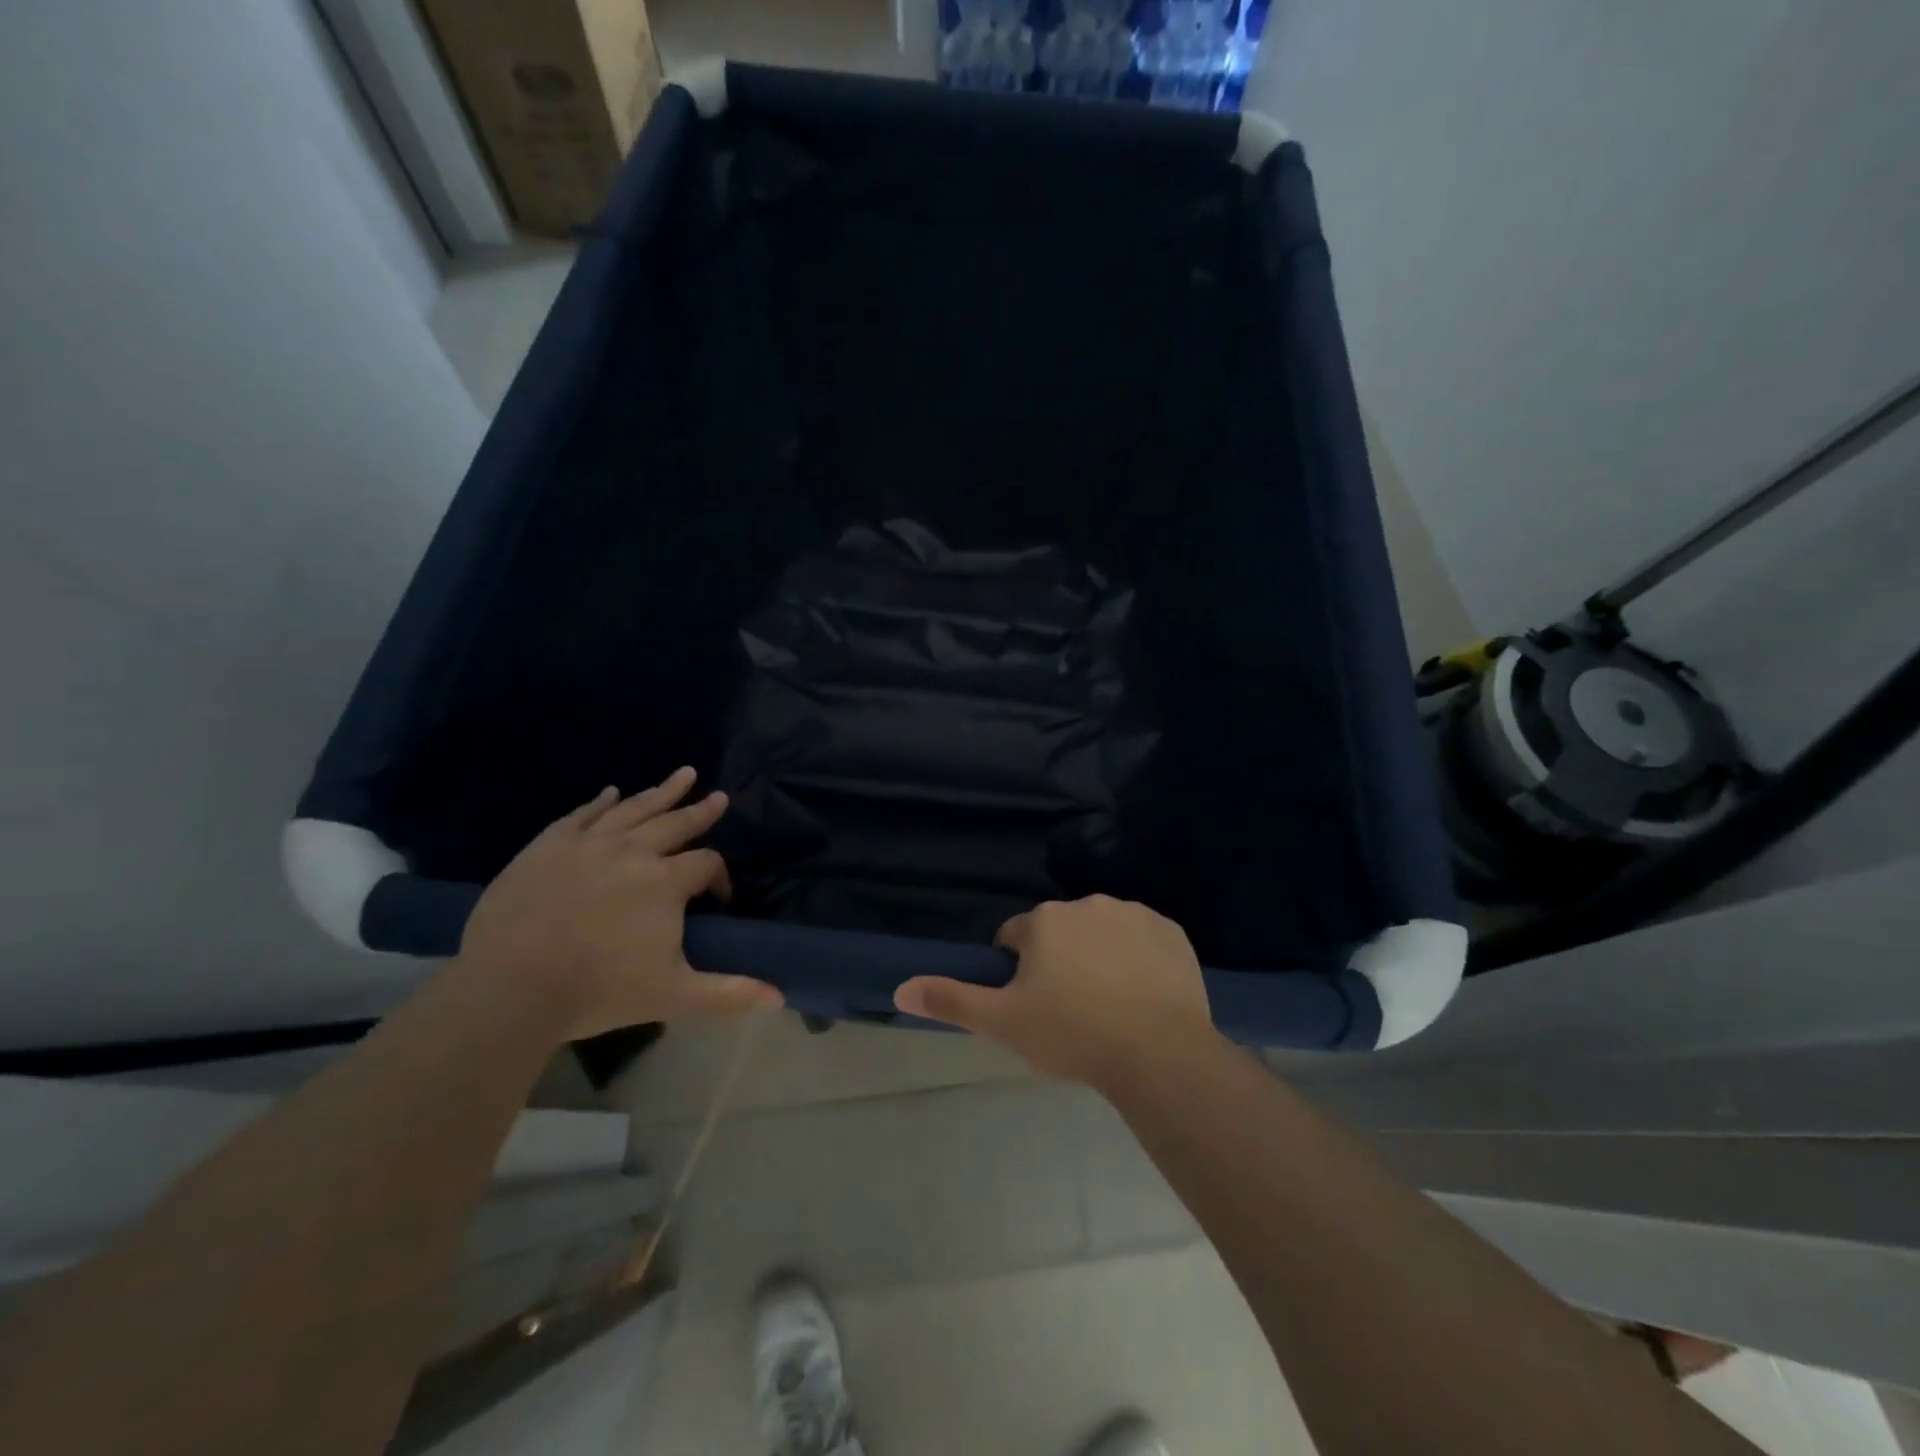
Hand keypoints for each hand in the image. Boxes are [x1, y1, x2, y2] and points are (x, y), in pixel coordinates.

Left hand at [458, 768, 781, 1040]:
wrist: (510, 988)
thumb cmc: (598, 990)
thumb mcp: (674, 996)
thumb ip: (729, 993)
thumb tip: (781, 997)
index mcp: (666, 882)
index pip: (706, 864)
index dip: (720, 878)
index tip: (720, 897)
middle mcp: (632, 852)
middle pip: (676, 823)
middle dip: (701, 812)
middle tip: (719, 796)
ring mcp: (587, 844)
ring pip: (633, 809)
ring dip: (660, 791)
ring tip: (684, 774)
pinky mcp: (547, 847)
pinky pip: (581, 815)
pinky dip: (599, 802)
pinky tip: (611, 792)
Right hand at [893, 895, 1217, 1088]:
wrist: (1158, 1053)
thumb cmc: (1072, 1034)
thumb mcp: (1003, 1023)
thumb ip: (951, 1000)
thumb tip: (900, 988)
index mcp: (1044, 920)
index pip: (1016, 938)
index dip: (1018, 971)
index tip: (1032, 1005)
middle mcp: (1086, 904)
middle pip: (1060, 932)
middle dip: (1059, 961)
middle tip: (1070, 1009)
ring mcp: (1133, 914)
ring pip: (1102, 933)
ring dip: (1098, 957)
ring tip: (1109, 1006)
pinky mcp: (1171, 931)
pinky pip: (1144, 940)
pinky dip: (1139, 959)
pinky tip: (1143, 995)